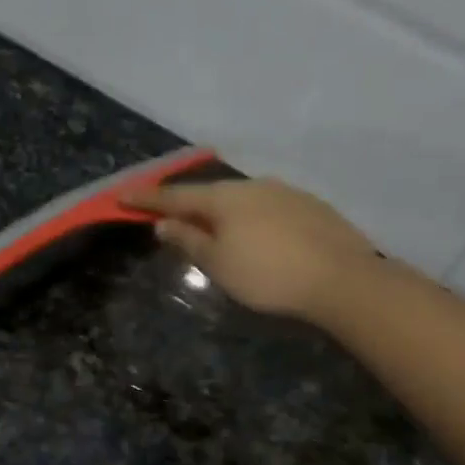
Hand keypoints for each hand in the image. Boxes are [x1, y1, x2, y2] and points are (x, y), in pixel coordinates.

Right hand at [126, 177, 381, 323]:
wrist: (342, 279)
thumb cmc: (269, 275)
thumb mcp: (219, 264)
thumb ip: (189, 241)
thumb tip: (164, 224)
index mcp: (225, 198)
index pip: (176, 197)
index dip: (147, 199)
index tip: (122, 197)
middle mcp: (254, 186)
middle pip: (210, 193)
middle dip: (186, 203)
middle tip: (167, 213)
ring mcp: (286, 192)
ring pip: (242, 198)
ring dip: (221, 210)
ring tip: (212, 226)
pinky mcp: (311, 206)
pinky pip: (267, 207)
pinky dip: (250, 217)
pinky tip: (256, 234)